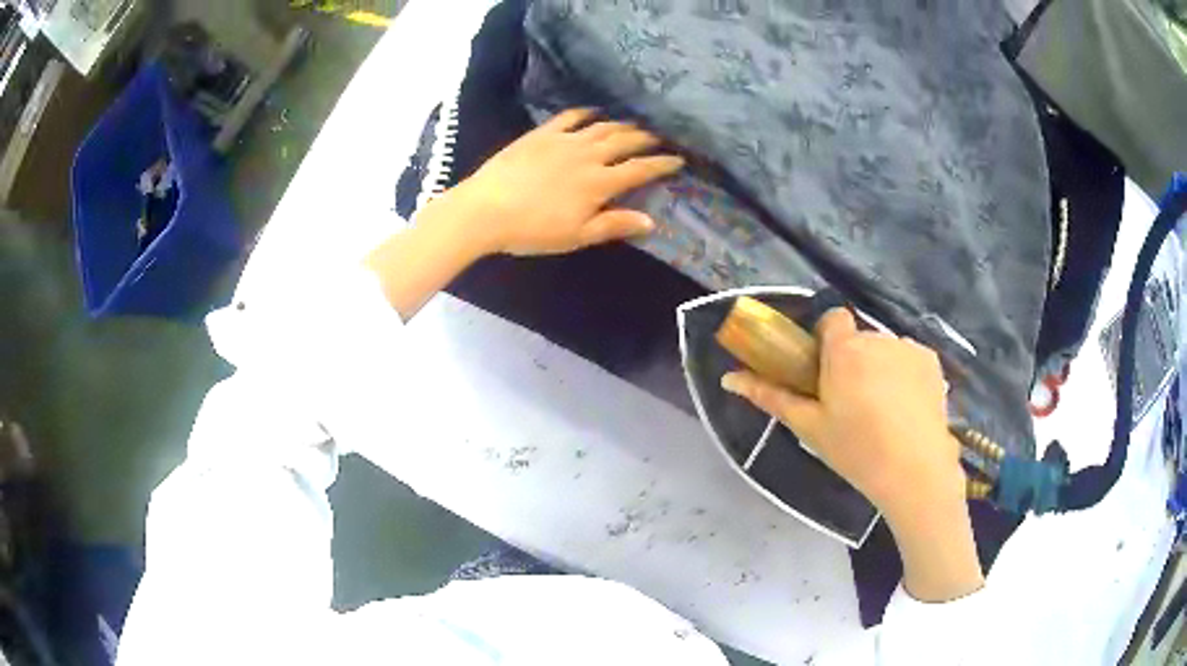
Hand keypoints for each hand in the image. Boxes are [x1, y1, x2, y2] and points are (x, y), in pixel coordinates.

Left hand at [440, 107, 684, 256]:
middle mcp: (588, 155)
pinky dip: (585, 113)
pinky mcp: (542, 134)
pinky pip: (569, 117)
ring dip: (622, 125)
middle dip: (646, 139)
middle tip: (660, 138)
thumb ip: (614, 224)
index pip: (640, 169)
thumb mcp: (577, 236)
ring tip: (634, 125)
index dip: (661, 164)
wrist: (486, 209)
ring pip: (602, 127)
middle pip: (625, 142)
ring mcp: (564, 140)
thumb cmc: (533, 230)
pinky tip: (594, 111)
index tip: (678, 159)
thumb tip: (651, 221)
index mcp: (600, 183)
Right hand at [721, 308, 982, 601]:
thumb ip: (770, 396)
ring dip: (879, 368)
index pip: (832, 318)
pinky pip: (908, 358)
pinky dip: (904, 375)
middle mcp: (878, 338)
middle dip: (853, 361)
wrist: (915, 471)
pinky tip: (906, 409)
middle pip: (858, 339)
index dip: (828, 341)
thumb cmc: (856, 450)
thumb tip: (729, 378)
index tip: (827, 373)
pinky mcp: (932, 361)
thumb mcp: (809, 427)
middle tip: (852, 404)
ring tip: (883, 412)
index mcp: (845, 350)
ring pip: (884, 349)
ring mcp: (908, 347)